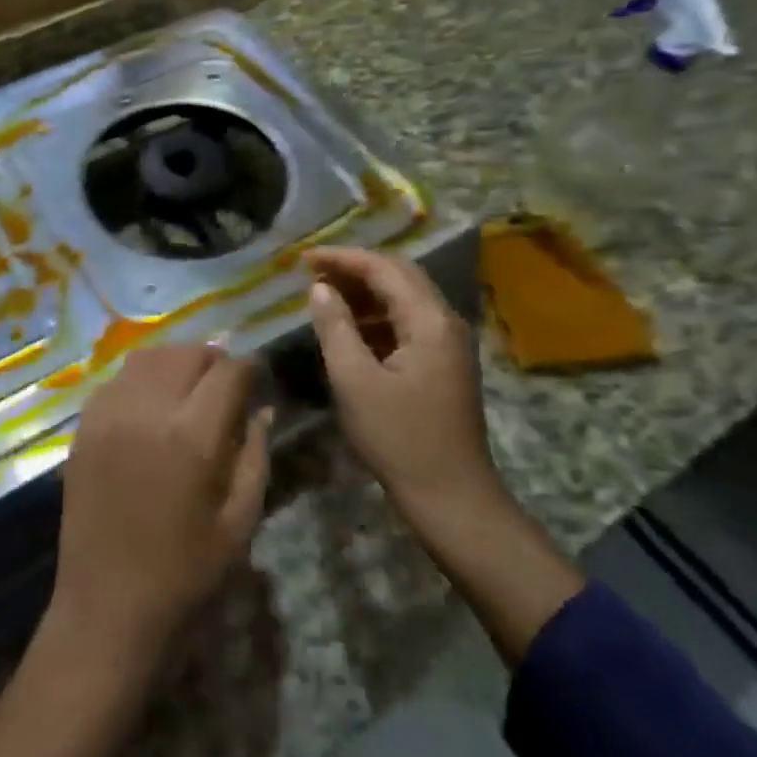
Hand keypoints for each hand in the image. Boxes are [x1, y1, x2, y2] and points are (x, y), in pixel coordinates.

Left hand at [49, 346, 271, 666]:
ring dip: (176, 363)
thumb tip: (263, 410)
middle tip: (226, 385)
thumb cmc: (184, 574)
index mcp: (192, 436)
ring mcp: (108, 415)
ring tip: (188, 389)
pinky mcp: (83, 428)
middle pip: (186, 354)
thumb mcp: (239, 523)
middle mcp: (147, 411)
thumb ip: (255, 456)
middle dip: (213, 361)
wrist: (106, 608)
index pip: (228, 372)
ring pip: (148, 358)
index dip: (250, 369)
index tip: (258, 381)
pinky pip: (116, 380)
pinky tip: (150, 407)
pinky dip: (141, 380)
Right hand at [306, 247, 501, 523]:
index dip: (343, 258)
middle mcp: (446, 322)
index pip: (385, 269)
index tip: (304, 259)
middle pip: (400, 276)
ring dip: (366, 292)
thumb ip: (336, 327)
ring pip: (405, 299)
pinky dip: (377, 316)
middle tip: (313, 272)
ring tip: (325, 295)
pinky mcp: (444, 364)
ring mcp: (449, 344)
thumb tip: (320, 289)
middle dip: (355, 269)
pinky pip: (408, 323)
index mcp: (430, 321)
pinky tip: (350, 328)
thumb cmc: (399, 439)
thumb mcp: (355, 381)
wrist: (452, 498)